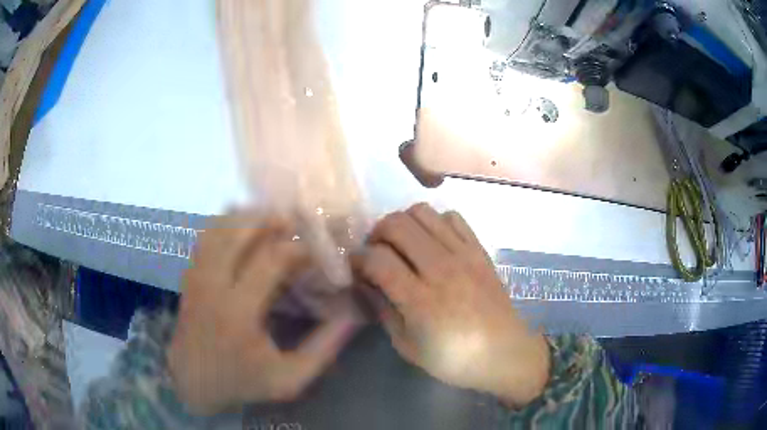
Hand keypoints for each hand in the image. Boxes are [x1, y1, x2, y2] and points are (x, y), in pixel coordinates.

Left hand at [168, 212, 355, 414]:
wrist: (194, 382)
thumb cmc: (243, 382)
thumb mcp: (291, 379)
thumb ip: (324, 348)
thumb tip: (352, 315)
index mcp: (239, 311)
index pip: (271, 259)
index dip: (300, 248)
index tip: (320, 253)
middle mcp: (213, 284)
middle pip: (240, 229)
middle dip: (272, 219)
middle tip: (298, 225)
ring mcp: (197, 275)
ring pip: (220, 226)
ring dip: (249, 218)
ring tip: (274, 223)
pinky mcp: (190, 274)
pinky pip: (207, 236)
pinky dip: (228, 224)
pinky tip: (245, 230)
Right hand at [354, 204, 549, 407]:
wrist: (504, 353)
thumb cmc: (453, 359)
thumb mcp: (407, 346)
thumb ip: (383, 310)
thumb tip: (364, 282)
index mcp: (421, 301)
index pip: (377, 259)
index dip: (358, 258)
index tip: (356, 267)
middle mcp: (441, 269)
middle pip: (397, 225)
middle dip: (376, 233)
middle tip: (375, 252)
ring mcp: (464, 255)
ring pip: (422, 212)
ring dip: (403, 222)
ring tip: (402, 243)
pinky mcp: (479, 250)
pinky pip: (452, 217)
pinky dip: (435, 222)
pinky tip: (432, 242)